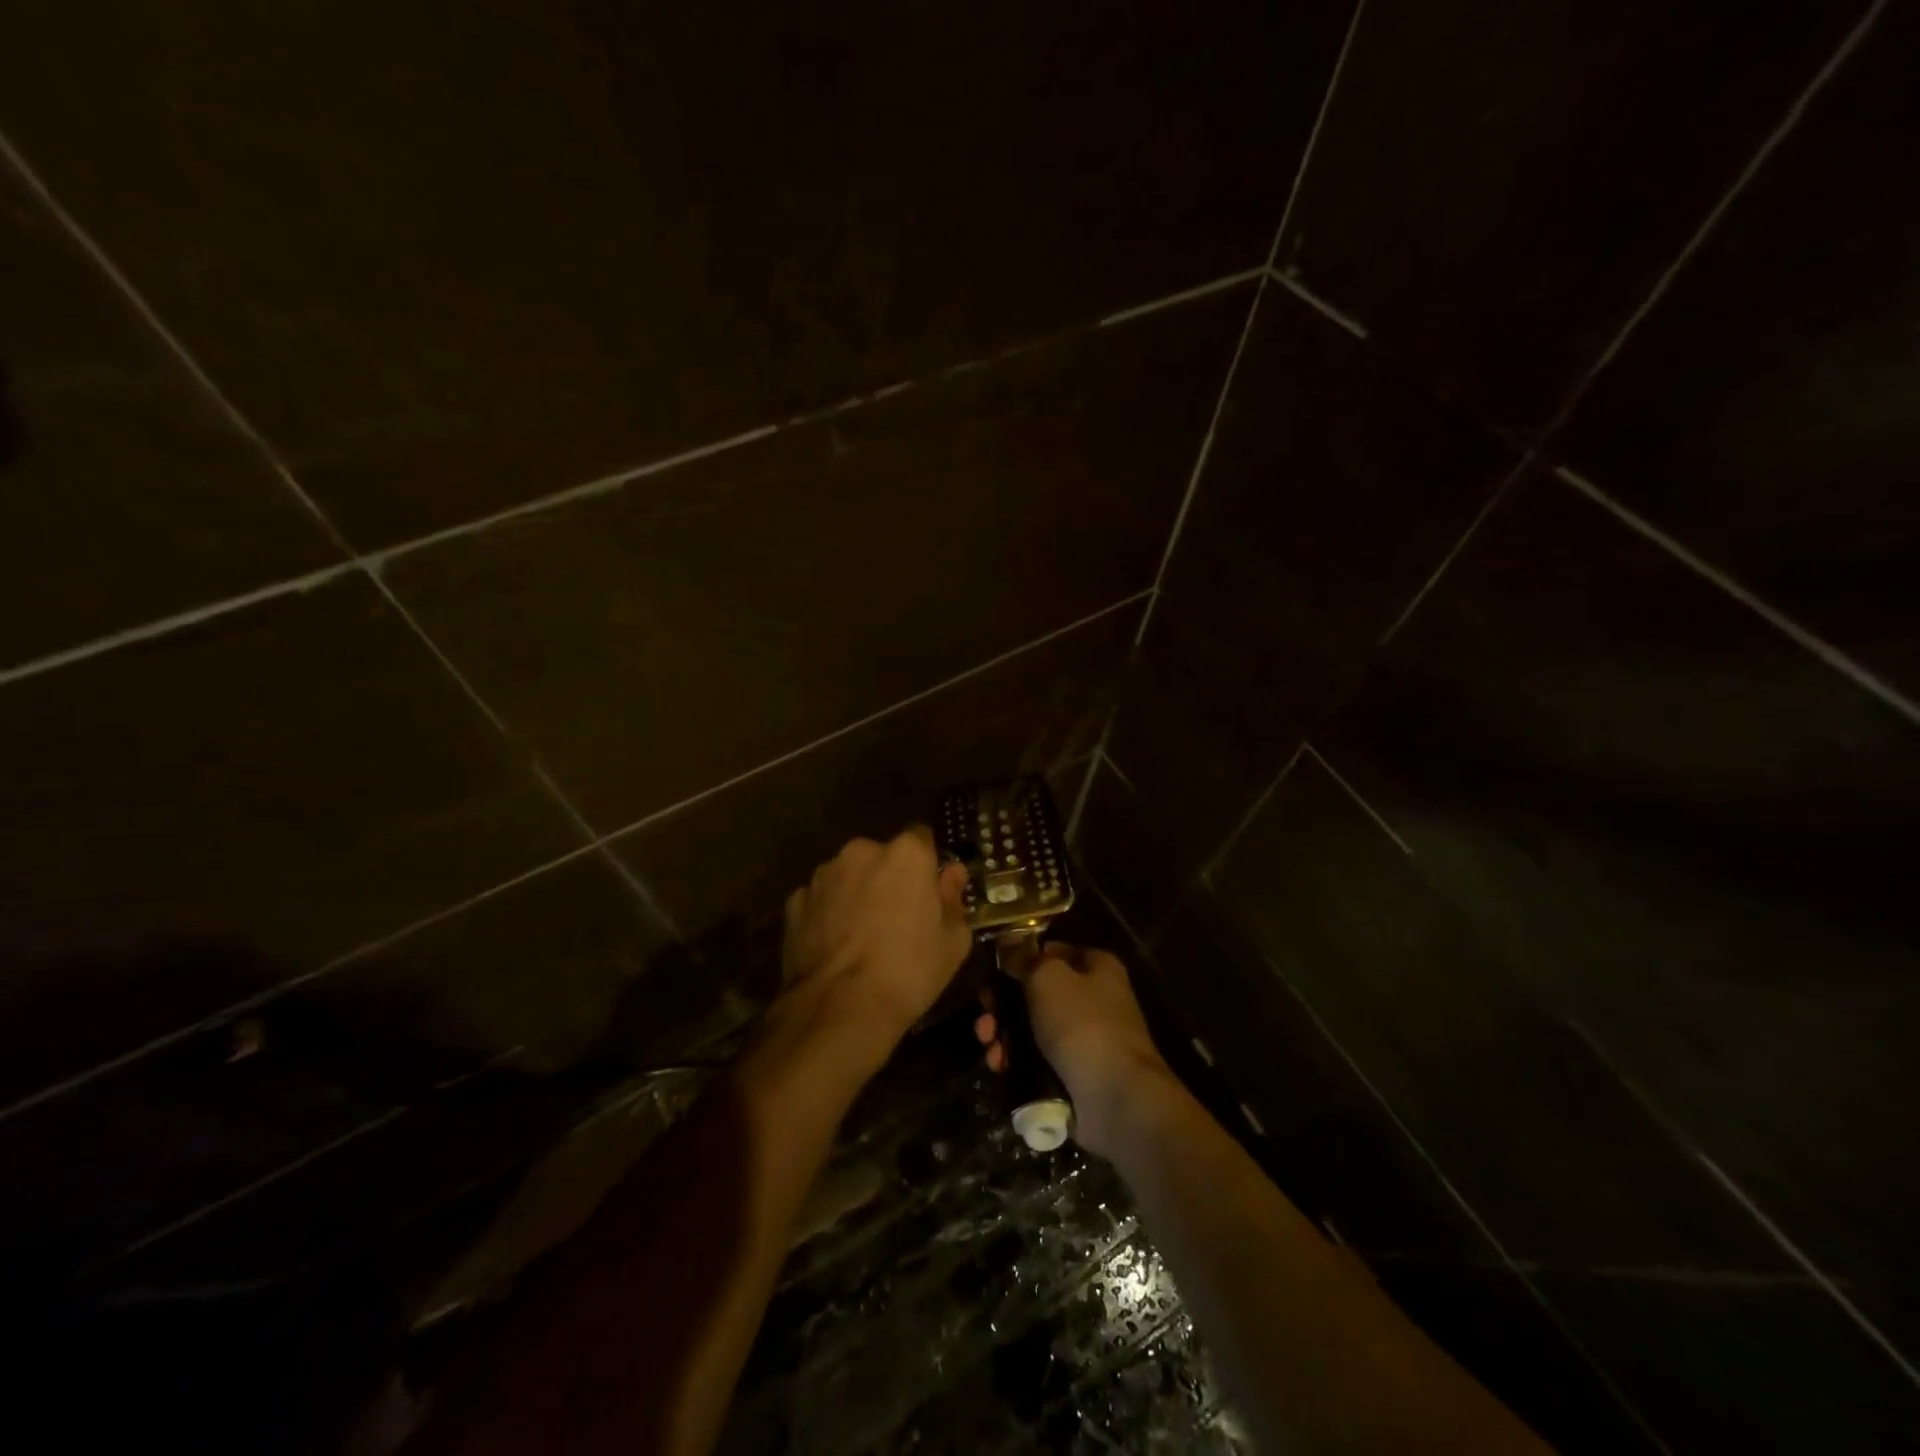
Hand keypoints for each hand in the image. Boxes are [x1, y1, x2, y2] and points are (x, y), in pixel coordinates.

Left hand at [781, 826, 973, 1055]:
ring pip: (848, 875)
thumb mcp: (953, 941)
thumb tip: (952, 873)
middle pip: (882, 856)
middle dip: (889, 877)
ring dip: (856, 892)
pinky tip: (835, 946)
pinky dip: (828, 913)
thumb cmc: (909, 971)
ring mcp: (823, 874)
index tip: (928, 890)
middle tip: (896, 917)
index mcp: (906, 854)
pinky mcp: (794, 901)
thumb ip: (953, 898)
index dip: (926, 863)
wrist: (840, 1009)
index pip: (921, 838)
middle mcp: (861, 851)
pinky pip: (821, 899)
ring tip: (861, 936)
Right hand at [975, 943, 1172, 1156]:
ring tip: (987, 1043)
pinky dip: (1015, 1062)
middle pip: (1037, 993)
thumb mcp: (1047, 977)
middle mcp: (1094, 1000)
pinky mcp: (1074, 1074)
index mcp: (1097, 968)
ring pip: (1033, 1029)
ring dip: (1004, 1034)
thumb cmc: (1082, 1023)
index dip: (1022, 958)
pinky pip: (1037, 1061)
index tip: (994, 970)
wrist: (1115, 1097)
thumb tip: (1009, 945)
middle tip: (983, 1013)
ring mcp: (1084, 1040)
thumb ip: (1024, 958)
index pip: (1053, 952)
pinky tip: (998, 1066)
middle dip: (1004, 1004)